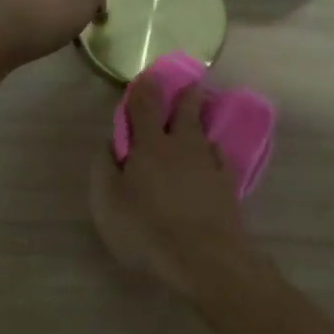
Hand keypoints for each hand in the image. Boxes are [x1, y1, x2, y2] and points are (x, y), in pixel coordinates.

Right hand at [89, 80, 255, 302]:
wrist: (205, 257)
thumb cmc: (146, 229)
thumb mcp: (108, 202)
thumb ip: (106, 168)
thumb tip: (110, 143)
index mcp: (151, 145)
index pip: (146, 105)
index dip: (144, 88)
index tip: (147, 76)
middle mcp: (183, 147)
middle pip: (187, 112)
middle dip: (187, 96)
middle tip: (192, 85)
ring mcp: (210, 166)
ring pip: (205, 136)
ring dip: (201, 125)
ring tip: (199, 124)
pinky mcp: (228, 187)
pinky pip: (219, 161)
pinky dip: (213, 155)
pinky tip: (213, 160)